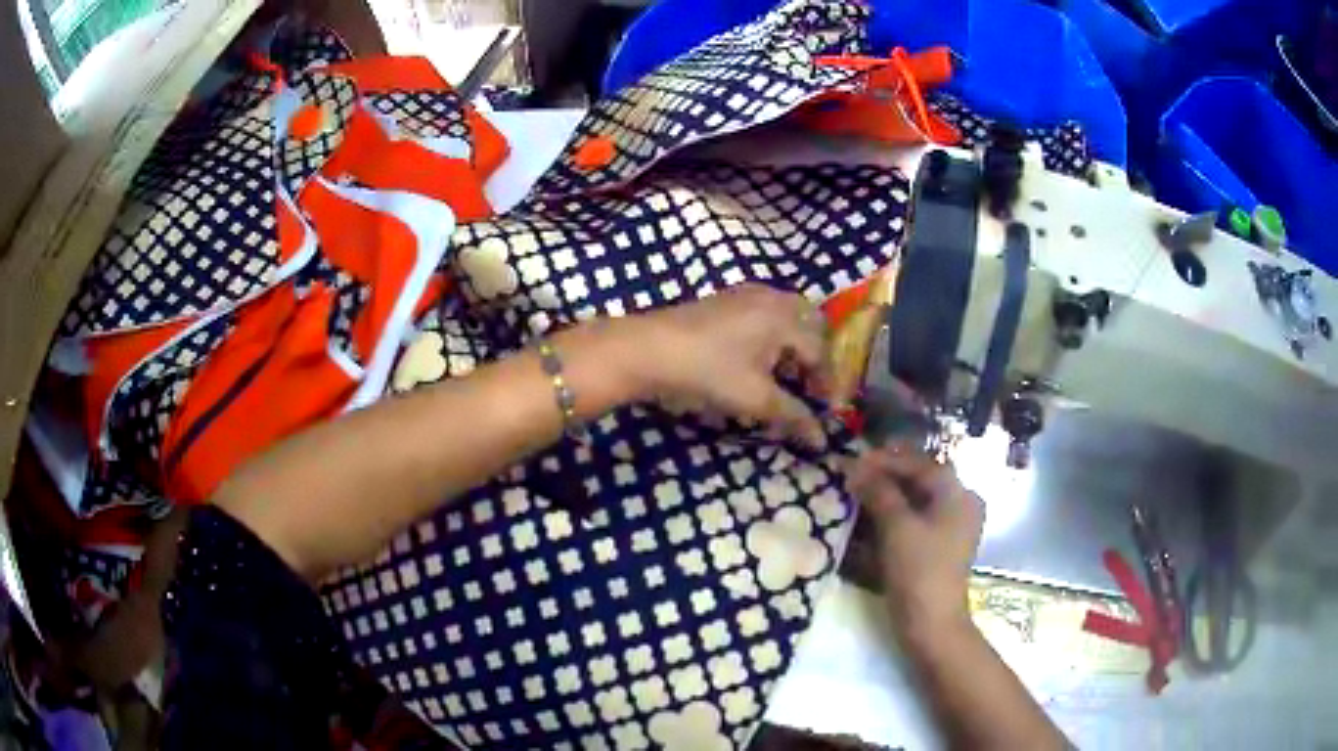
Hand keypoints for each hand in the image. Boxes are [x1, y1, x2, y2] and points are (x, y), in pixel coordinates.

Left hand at [620, 284, 830, 449]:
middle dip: (816, 359)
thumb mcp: (755, 398)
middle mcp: (772, 298)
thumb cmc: (708, 372)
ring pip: (787, 316)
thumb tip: (820, 440)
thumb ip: (793, 416)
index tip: (827, 413)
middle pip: (810, 325)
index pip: (821, 352)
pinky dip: (774, 335)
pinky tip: (757, 360)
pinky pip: (765, 313)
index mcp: (785, 318)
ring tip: (786, 378)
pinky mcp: (725, 299)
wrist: (647, 349)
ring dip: (795, 345)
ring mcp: (746, 294)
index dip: (827, 385)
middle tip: (810, 390)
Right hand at [846, 444, 984, 639]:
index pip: (921, 464)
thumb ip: (879, 491)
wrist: (931, 624)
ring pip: (915, 501)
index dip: (886, 460)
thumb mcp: (897, 527)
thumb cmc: (919, 570)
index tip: (853, 460)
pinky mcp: (937, 548)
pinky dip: (892, 516)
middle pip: (919, 480)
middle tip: (852, 475)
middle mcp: (959, 505)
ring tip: (855, 494)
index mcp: (958, 494)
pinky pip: (913, 521)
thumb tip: (856, 465)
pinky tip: (868, 518)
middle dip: (885, 476)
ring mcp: (949, 528)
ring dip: (885, 496)